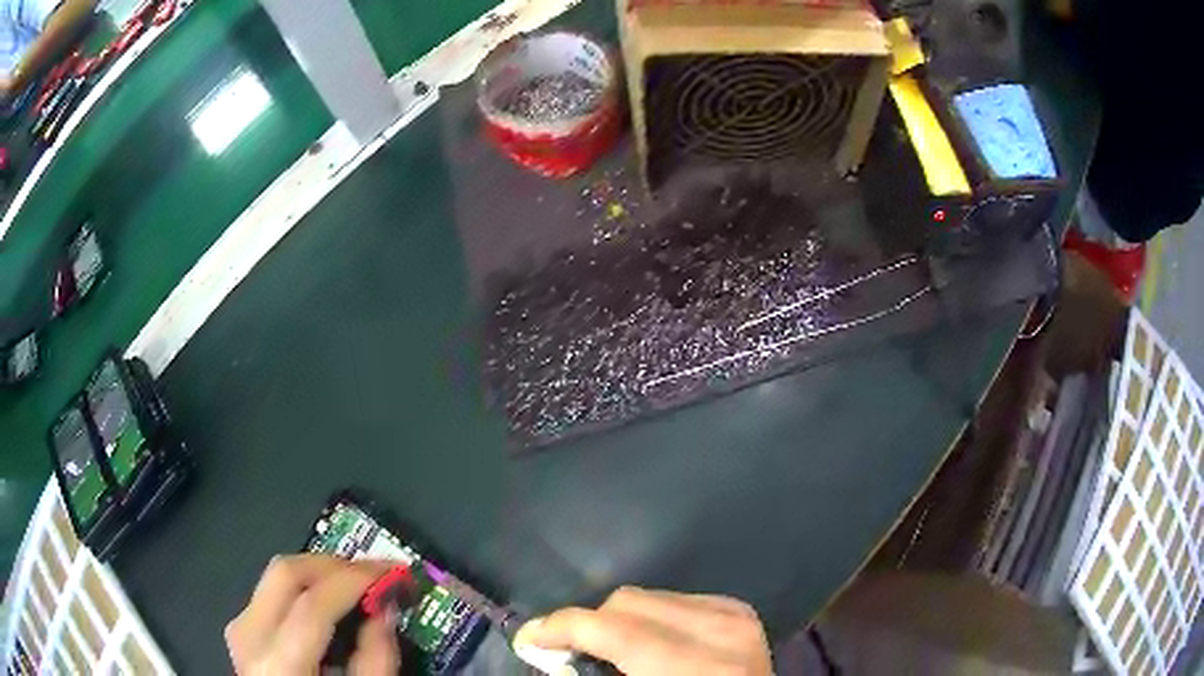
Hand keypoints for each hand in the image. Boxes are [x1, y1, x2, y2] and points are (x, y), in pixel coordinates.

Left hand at [226, 554, 399, 674]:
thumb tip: (385, 609)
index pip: (313, 604)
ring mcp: (239, 629)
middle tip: (374, 574)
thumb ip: (376, 660)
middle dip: (335, 565)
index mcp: (278, 664)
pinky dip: (303, 588)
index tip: (394, 570)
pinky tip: (328, 602)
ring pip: (276, 576)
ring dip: (320, 574)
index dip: (355, 580)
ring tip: (356, 586)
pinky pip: (271, 592)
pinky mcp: (241, 628)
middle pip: (286, 574)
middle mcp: (249, 636)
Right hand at [514, 586, 771, 675]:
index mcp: (691, 669)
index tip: (529, 638)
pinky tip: (652, 641)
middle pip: (626, 602)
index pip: (610, 629)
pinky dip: (653, 617)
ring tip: (615, 650)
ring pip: (649, 595)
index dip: (558, 628)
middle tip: (572, 651)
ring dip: (621, 620)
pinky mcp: (741, 611)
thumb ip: (589, 674)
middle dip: (590, 625)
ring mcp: (736, 618)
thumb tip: (542, 645)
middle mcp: (720, 633)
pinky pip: (677, 598)